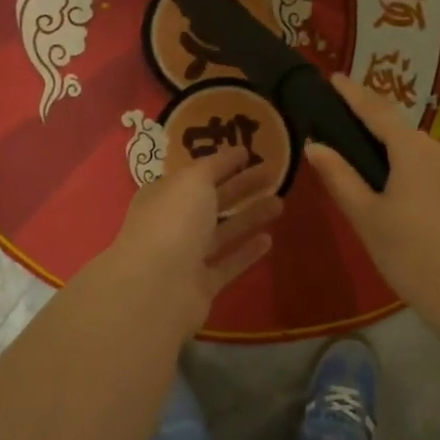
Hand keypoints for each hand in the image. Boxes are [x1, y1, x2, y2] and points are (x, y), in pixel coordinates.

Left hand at [88, 146, 282, 339]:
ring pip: (222, 232)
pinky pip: (227, 264)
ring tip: (280, 203)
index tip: (249, 153)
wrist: (158, 287)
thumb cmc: (173, 222)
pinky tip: (269, 240)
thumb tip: (234, 152)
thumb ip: (215, 165)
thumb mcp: (193, 180)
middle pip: (211, 201)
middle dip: (241, 187)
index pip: (194, 175)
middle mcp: (172, 223)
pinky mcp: (201, 285)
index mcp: (164, 195)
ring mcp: (186, 256)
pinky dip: (246, 252)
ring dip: (249, 217)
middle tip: (274, 174)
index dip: (220, 164)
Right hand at [305, 74, 439, 330]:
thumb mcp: (369, 221)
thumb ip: (341, 178)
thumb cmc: (416, 260)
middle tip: (385, 200)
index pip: (378, 112)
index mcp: (415, 151)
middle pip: (415, 147)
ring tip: (424, 226)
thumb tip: (316, 144)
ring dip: (431, 183)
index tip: (337, 78)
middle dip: (398, 163)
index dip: (354, 95)